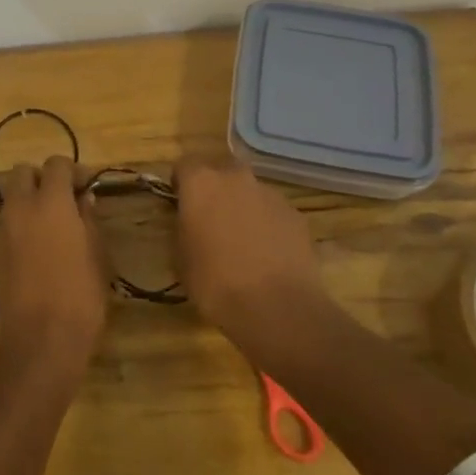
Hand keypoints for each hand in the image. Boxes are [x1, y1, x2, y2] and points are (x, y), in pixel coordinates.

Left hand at [0, 157, 107, 375]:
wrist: (40, 340)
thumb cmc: (80, 296)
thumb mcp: (96, 255)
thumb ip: (88, 220)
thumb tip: (84, 199)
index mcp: (50, 202)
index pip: (56, 165)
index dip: (74, 171)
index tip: (89, 187)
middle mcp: (22, 208)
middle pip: (23, 172)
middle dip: (44, 177)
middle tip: (67, 199)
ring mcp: (5, 229)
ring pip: (13, 195)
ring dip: (32, 197)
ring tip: (57, 222)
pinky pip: (9, 220)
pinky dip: (24, 219)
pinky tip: (44, 242)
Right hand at [172, 156, 326, 344]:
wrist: (278, 308)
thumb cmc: (216, 283)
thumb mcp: (181, 259)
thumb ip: (183, 229)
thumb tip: (191, 224)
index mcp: (201, 183)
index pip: (184, 165)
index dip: (180, 184)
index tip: (179, 206)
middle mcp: (236, 178)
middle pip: (221, 172)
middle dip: (215, 190)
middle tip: (210, 221)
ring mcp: (270, 194)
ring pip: (250, 192)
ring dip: (243, 208)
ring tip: (242, 244)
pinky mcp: (296, 215)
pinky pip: (273, 213)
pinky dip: (268, 226)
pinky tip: (267, 256)